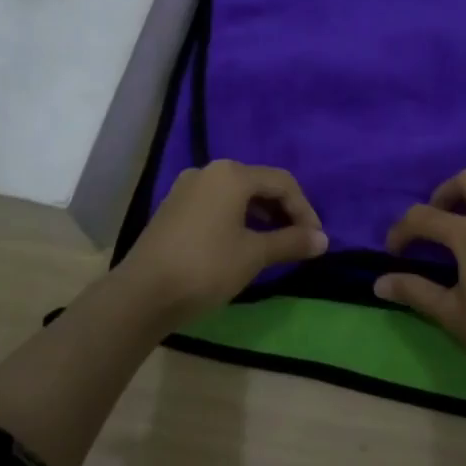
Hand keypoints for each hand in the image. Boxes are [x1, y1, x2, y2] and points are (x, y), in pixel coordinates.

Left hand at [113, 160, 327, 326]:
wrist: (143, 293)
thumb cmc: (206, 267)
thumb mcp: (254, 255)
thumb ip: (291, 242)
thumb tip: (323, 240)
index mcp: (231, 175)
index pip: (282, 182)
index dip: (304, 210)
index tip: (315, 240)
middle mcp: (208, 171)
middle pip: (258, 184)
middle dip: (283, 211)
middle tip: (298, 240)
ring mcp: (186, 188)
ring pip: (236, 194)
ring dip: (260, 215)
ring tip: (274, 244)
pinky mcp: (173, 208)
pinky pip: (216, 204)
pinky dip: (237, 219)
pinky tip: (241, 243)